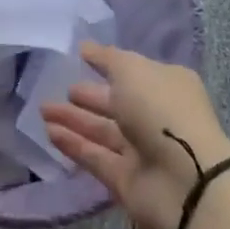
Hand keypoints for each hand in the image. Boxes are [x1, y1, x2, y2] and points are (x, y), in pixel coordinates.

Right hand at [41, 43, 229, 228]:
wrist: (187, 182)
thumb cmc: (162, 110)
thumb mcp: (131, 70)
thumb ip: (106, 58)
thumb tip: (85, 47)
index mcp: (165, 84)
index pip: (131, 71)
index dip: (107, 63)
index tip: (81, 57)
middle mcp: (154, 116)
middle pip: (115, 103)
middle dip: (87, 96)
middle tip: (59, 87)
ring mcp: (142, 151)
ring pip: (102, 131)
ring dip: (74, 120)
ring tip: (43, 109)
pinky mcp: (127, 181)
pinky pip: (96, 157)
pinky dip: (74, 145)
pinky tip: (50, 132)